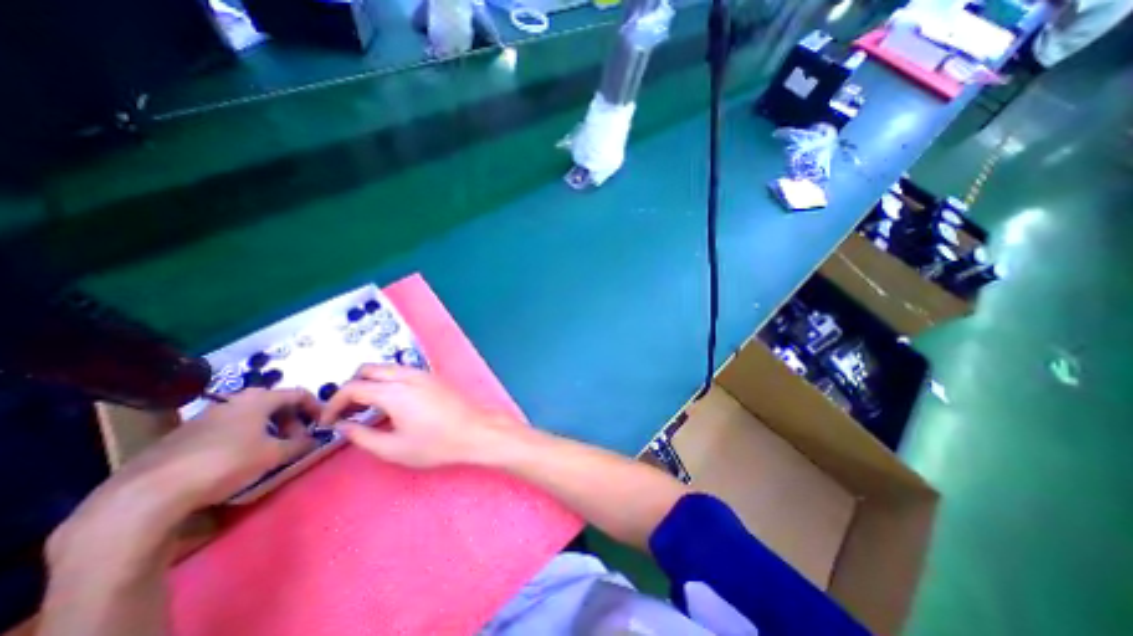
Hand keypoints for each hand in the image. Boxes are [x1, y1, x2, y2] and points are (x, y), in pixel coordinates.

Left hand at [127, 384, 319, 507]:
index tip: (323, 424)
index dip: (316, 407)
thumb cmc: (226, 463)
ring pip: (251, 417)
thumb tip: (315, 441)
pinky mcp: (185, 436)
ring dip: (270, 430)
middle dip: (292, 421)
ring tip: (271, 452)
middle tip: (297, 441)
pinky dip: (246, 438)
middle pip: (276, 404)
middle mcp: (234, 401)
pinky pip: (229, 429)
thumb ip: (301, 445)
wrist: (147, 495)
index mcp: (258, 399)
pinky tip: (240, 460)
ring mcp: (206, 417)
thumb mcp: (274, 455)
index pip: (299, 394)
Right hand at [315, 364, 515, 468]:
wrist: (476, 430)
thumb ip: (362, 436)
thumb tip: (343, 426)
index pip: (352, 388)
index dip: (332, 404)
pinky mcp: (433, 376)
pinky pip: (402, 371)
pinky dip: (387, 381)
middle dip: (350, 387)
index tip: (327, 422)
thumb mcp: (394, 449)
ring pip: (386, 368)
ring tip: (366, 408)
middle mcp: (407, 375)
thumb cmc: (436, 444)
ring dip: (370, 382)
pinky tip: (391, 402)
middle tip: (346, 411)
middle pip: (368, 369)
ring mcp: (422, 373)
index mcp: (393, 391)